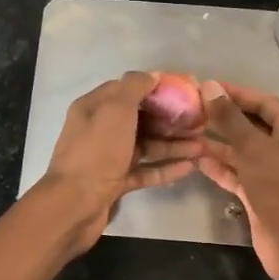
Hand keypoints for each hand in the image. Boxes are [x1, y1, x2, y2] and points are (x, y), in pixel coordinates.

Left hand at [34, 71, 204, 253]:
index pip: (127, 89)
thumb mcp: (115, 110)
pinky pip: (145, 171)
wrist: (75, 204)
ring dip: (173, 144)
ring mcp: (108, 158)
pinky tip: (190, 167)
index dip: (155, 88)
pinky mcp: (116, 183)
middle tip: (200, 121)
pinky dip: (165, 168)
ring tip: (202, 145)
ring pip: (146, 146)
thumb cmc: (96, 152)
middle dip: (170, 119)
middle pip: (140, 119)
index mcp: (94, 108)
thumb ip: (134, 87)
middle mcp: (100, 130)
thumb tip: (152, 75)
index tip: (184, 91)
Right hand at [197, 80, 278, 279]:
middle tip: (190, 110)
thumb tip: (209, 87)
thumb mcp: (253, 148)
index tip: (206, 87)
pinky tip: (196, 160)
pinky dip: (219, 167)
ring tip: (186, 133)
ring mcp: (271, 173)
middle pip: (250, 126)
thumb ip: (230, 118)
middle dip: (222, 118)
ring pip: (241, 151)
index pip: (263, 102)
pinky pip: (236, 174)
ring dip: (216, 143)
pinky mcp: (258, 194)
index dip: (236, 93)